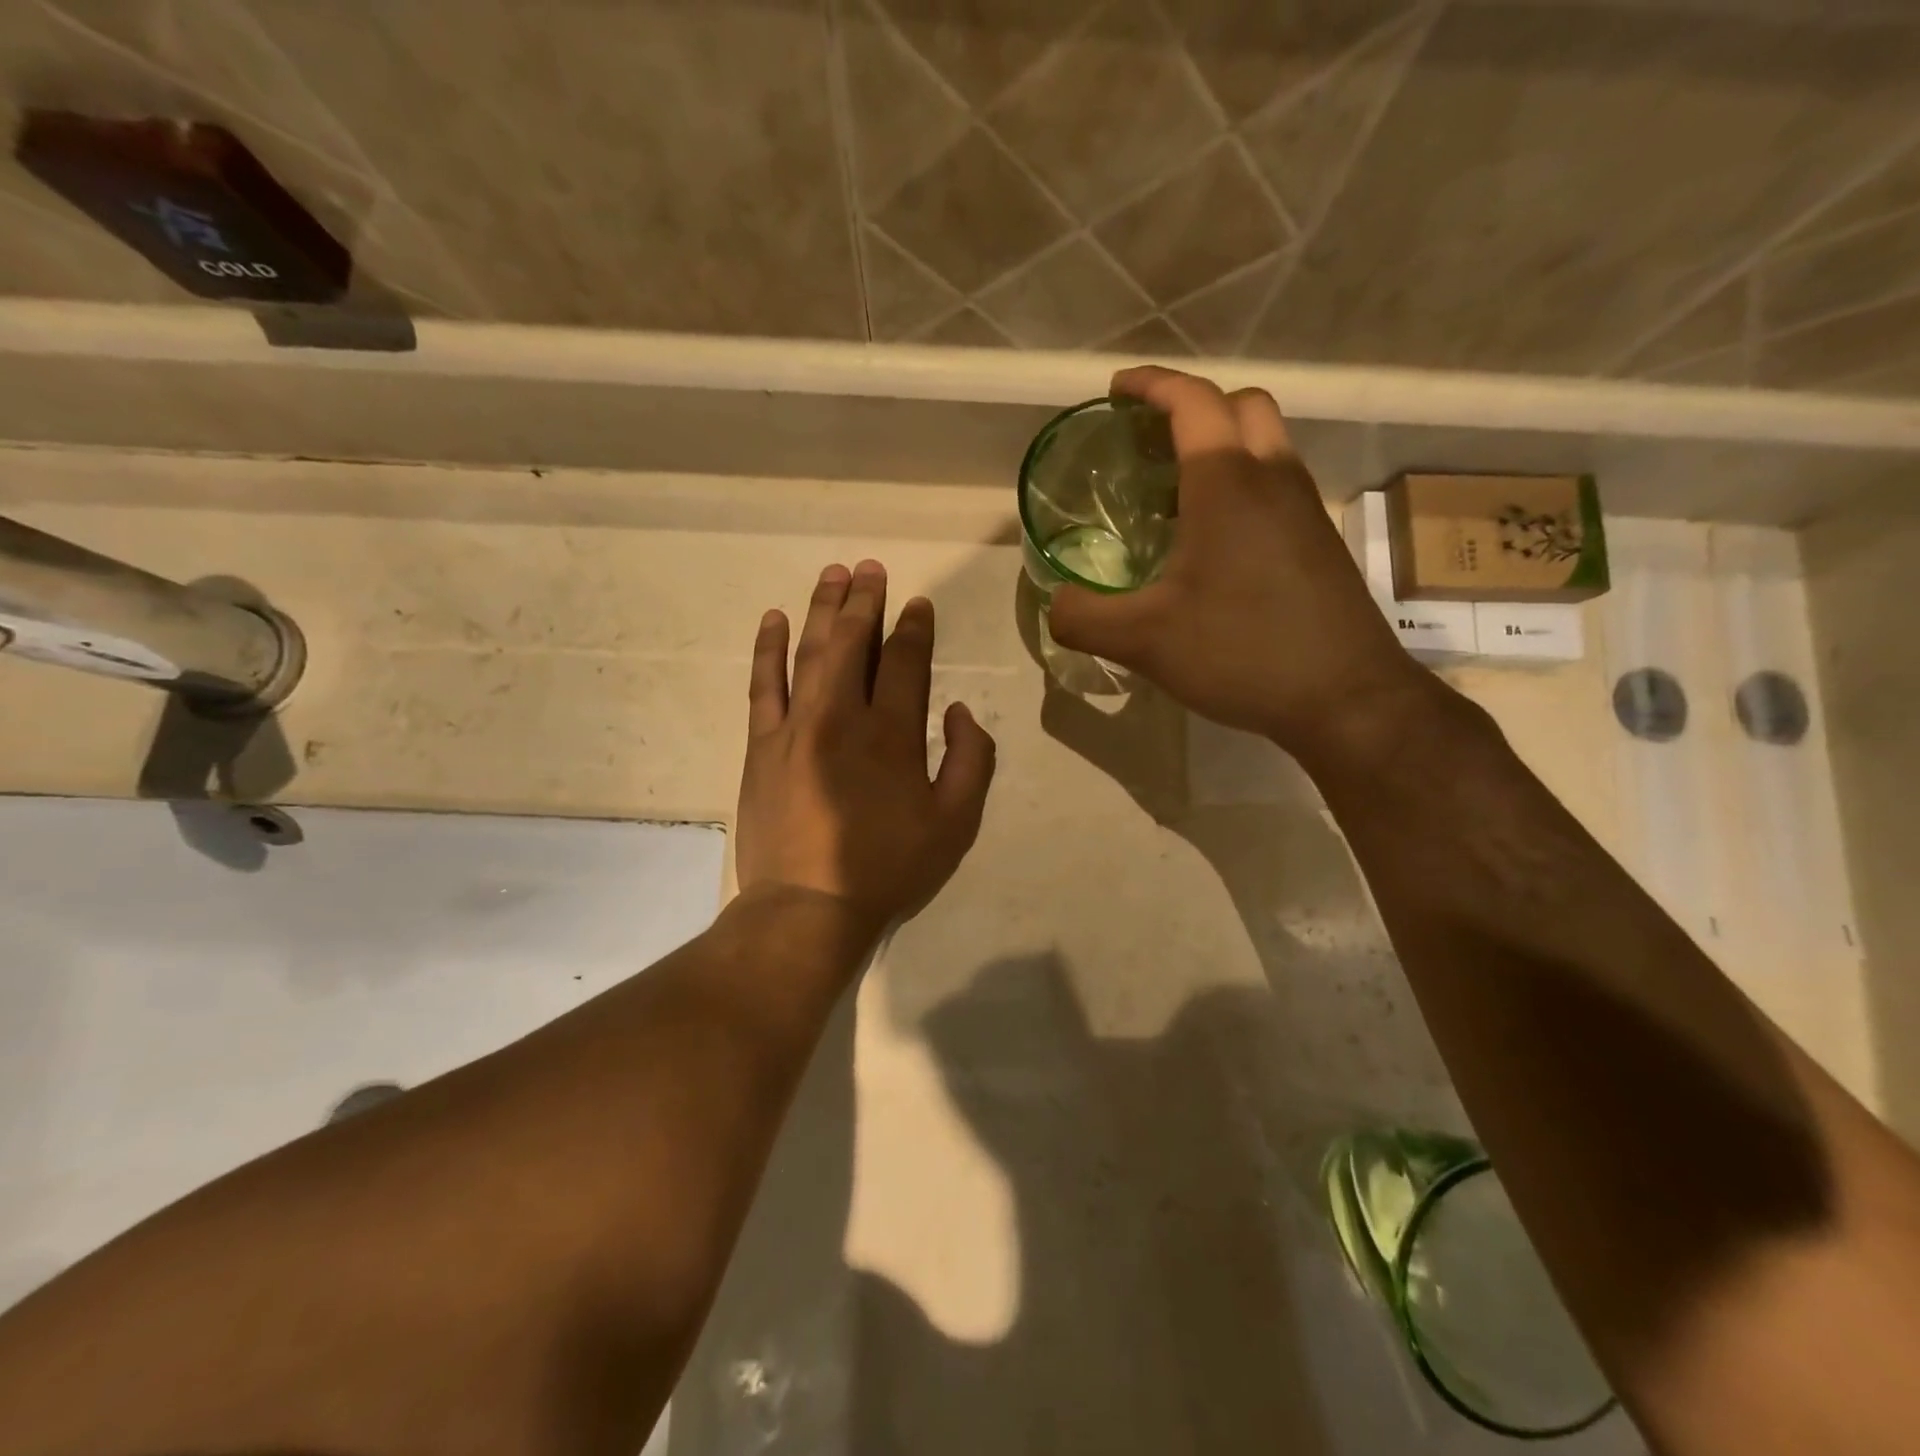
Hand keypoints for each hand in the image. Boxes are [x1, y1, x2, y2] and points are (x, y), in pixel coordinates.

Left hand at [735, 560, 996, 942]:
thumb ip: (971, 761)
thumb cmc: (888, 867)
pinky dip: (769, 649)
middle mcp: (843, 716)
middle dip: (865, 601)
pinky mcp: (762, 745)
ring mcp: (796, 727)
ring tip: (832, 574)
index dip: (915, 628)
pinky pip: (763, 684)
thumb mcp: (956, 825)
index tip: (918, 604)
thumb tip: (957, 711)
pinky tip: (774, 619)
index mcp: (893, 735)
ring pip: (810, 652)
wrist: (809, 907)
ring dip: (822, 609)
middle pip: (854, 643)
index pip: (907, 662)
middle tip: (871, 569)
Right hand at [1047, 366, 1435, 762]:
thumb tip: (1055, 602)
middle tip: (1149, 440)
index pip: (1192, 401)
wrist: (1347, 698)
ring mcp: (1305, 511)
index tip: (1116, 390)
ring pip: (1266, 445)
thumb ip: (1083, 617)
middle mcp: (1273, 480)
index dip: (1151, 385)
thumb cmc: (1242, 652)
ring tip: (1172, 493)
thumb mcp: (1143, 641)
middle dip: (1192, 407)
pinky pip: (1277, 487)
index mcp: (1227, 484)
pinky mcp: (1320, 544)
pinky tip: (1211, 544)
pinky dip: (1241, 486)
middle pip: (1241, 406)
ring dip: (1221, 446)